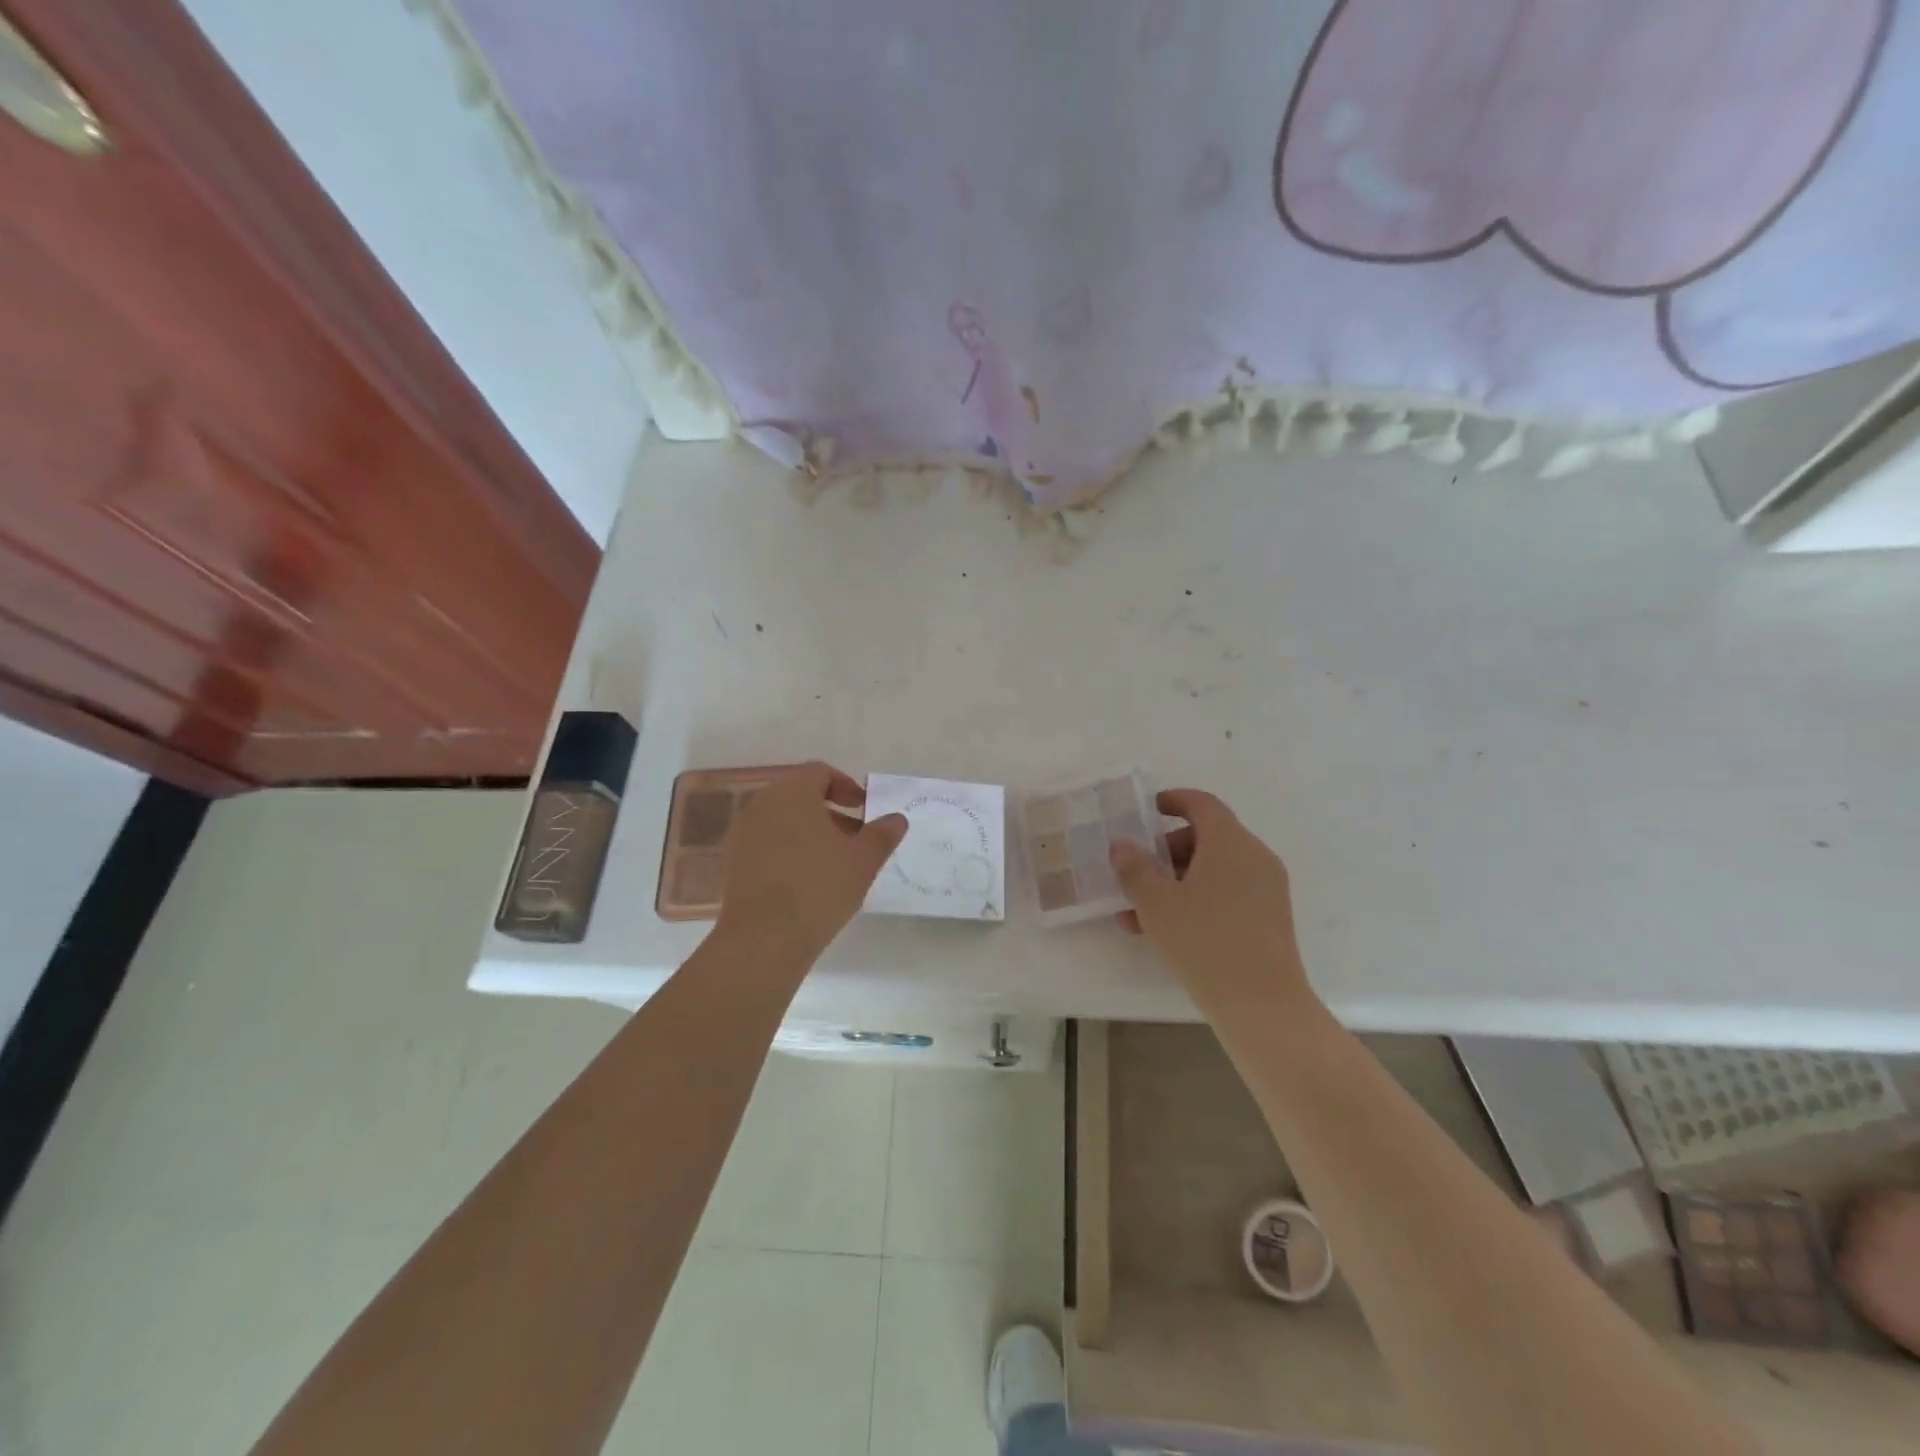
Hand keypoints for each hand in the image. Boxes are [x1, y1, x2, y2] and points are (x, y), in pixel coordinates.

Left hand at [718, 762, 907, 961]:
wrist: (763, 937)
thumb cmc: (819, 887)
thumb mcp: (863, 860)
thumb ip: (882, 834)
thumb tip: (897, 819)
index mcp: (792, 793)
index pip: (820, 772)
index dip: (847, 786)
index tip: (865, 810)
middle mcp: (762, 804)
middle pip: (800, 795)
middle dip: (830, 812)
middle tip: (855, 838)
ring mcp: (743, 833)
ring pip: (783, 821)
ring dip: (810, 832)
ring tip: (835, 863)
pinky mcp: (733, 862)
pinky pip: (767, 843)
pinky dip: (789, 851)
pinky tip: (807, 881)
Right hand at [1109, 789, 1314, 1014]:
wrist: (1262, 1006)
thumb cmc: (1205, 941)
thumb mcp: (1156, 903)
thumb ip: (1134, 868)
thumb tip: (1122, 845)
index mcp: (1231, 843)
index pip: (1202, 804)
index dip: (1174, 800)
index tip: (1147, 809)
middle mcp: (1255, 857)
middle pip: (1207, 837)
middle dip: (1166, 851)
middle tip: (1136, 872)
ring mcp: (1267, 889)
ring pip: (1214, 870)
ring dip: (1176, 882)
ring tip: (1138, 914)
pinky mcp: (1270, 918)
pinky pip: (1228, 893)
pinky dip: (1197, 899)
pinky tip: (1166, 931)